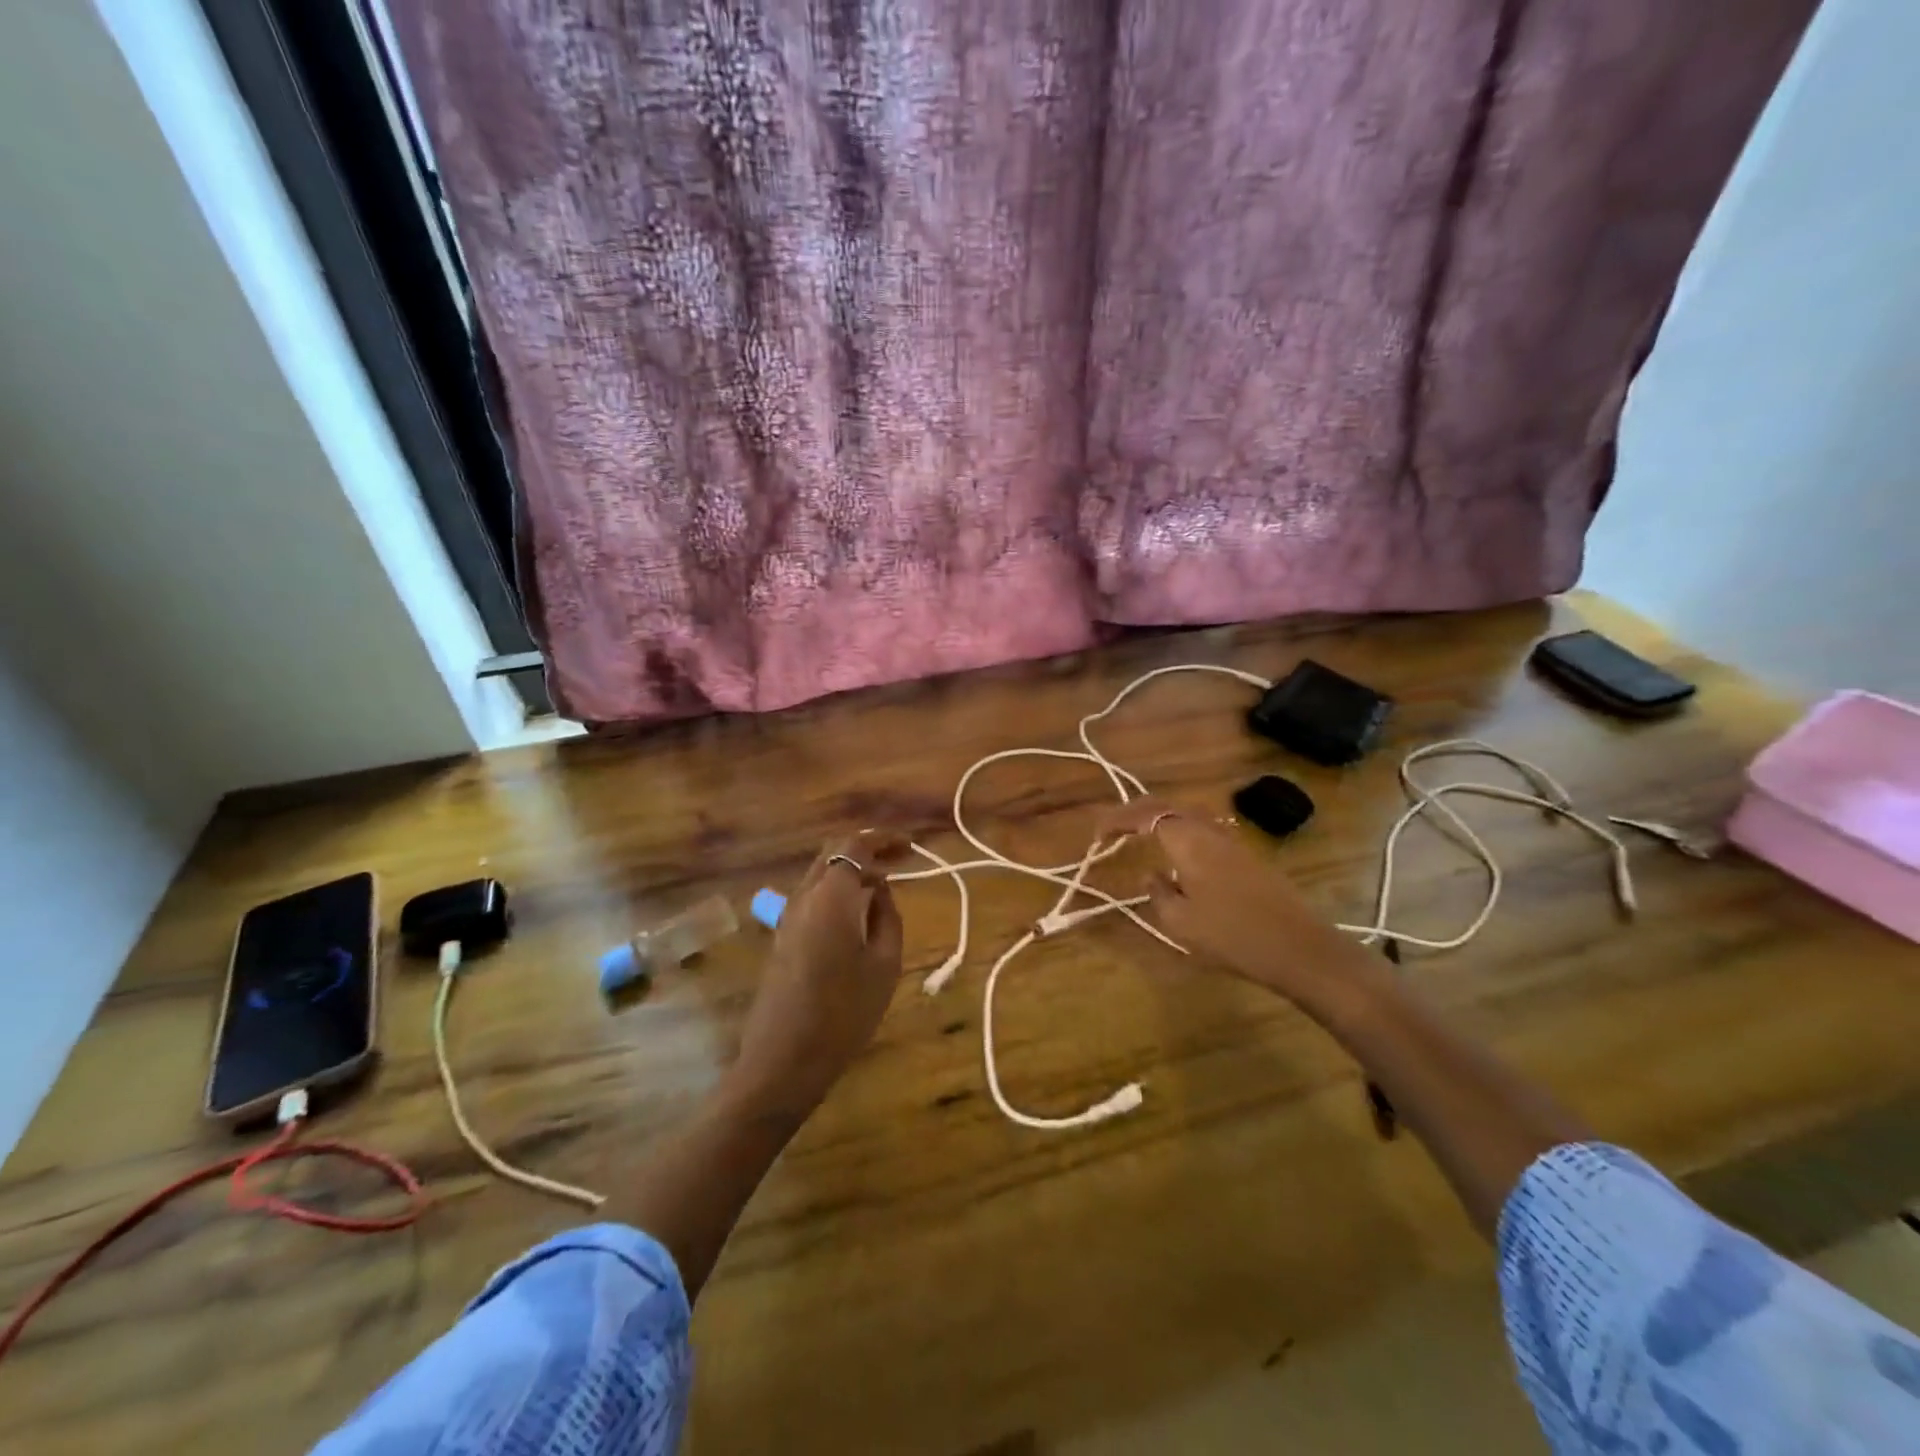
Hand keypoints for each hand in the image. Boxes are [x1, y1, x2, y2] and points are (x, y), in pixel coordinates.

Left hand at [727, 829, 907, 1119]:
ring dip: (850, 871)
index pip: (854, 846)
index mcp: (830, 897)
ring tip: (883, 885)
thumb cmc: (843, 1012)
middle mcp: (803, 897)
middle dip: (866, 850)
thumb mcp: (884, 965)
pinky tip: (857, 912)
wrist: (783, 1060)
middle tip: (899, 860)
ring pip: (820, 875)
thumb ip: (887, 917)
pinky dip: (837, 891)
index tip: (910, 847)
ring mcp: (787, 917)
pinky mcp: (781, 938)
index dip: (884, 840)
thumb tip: (880, 890)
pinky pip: (812, 898)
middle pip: (832, 854)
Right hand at [1099, 798, 1384, 1018]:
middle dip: (1137, 812)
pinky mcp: (1247, 856)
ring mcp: (1232, 841)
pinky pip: (1204, 829)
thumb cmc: (1232, 936)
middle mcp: (1209, 831)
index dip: (1118, 819)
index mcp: (1188, 841)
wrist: (1299, 948)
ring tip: (1141, 834)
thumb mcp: (1181, 923)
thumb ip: (1158, 893)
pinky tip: (1178, 853)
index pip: (1146, 816)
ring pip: (1189, 815)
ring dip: (1161, 819)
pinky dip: (1181, 831)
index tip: (1097, 832)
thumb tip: (1151, 874)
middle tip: (1114, 826)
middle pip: (1168, 806)